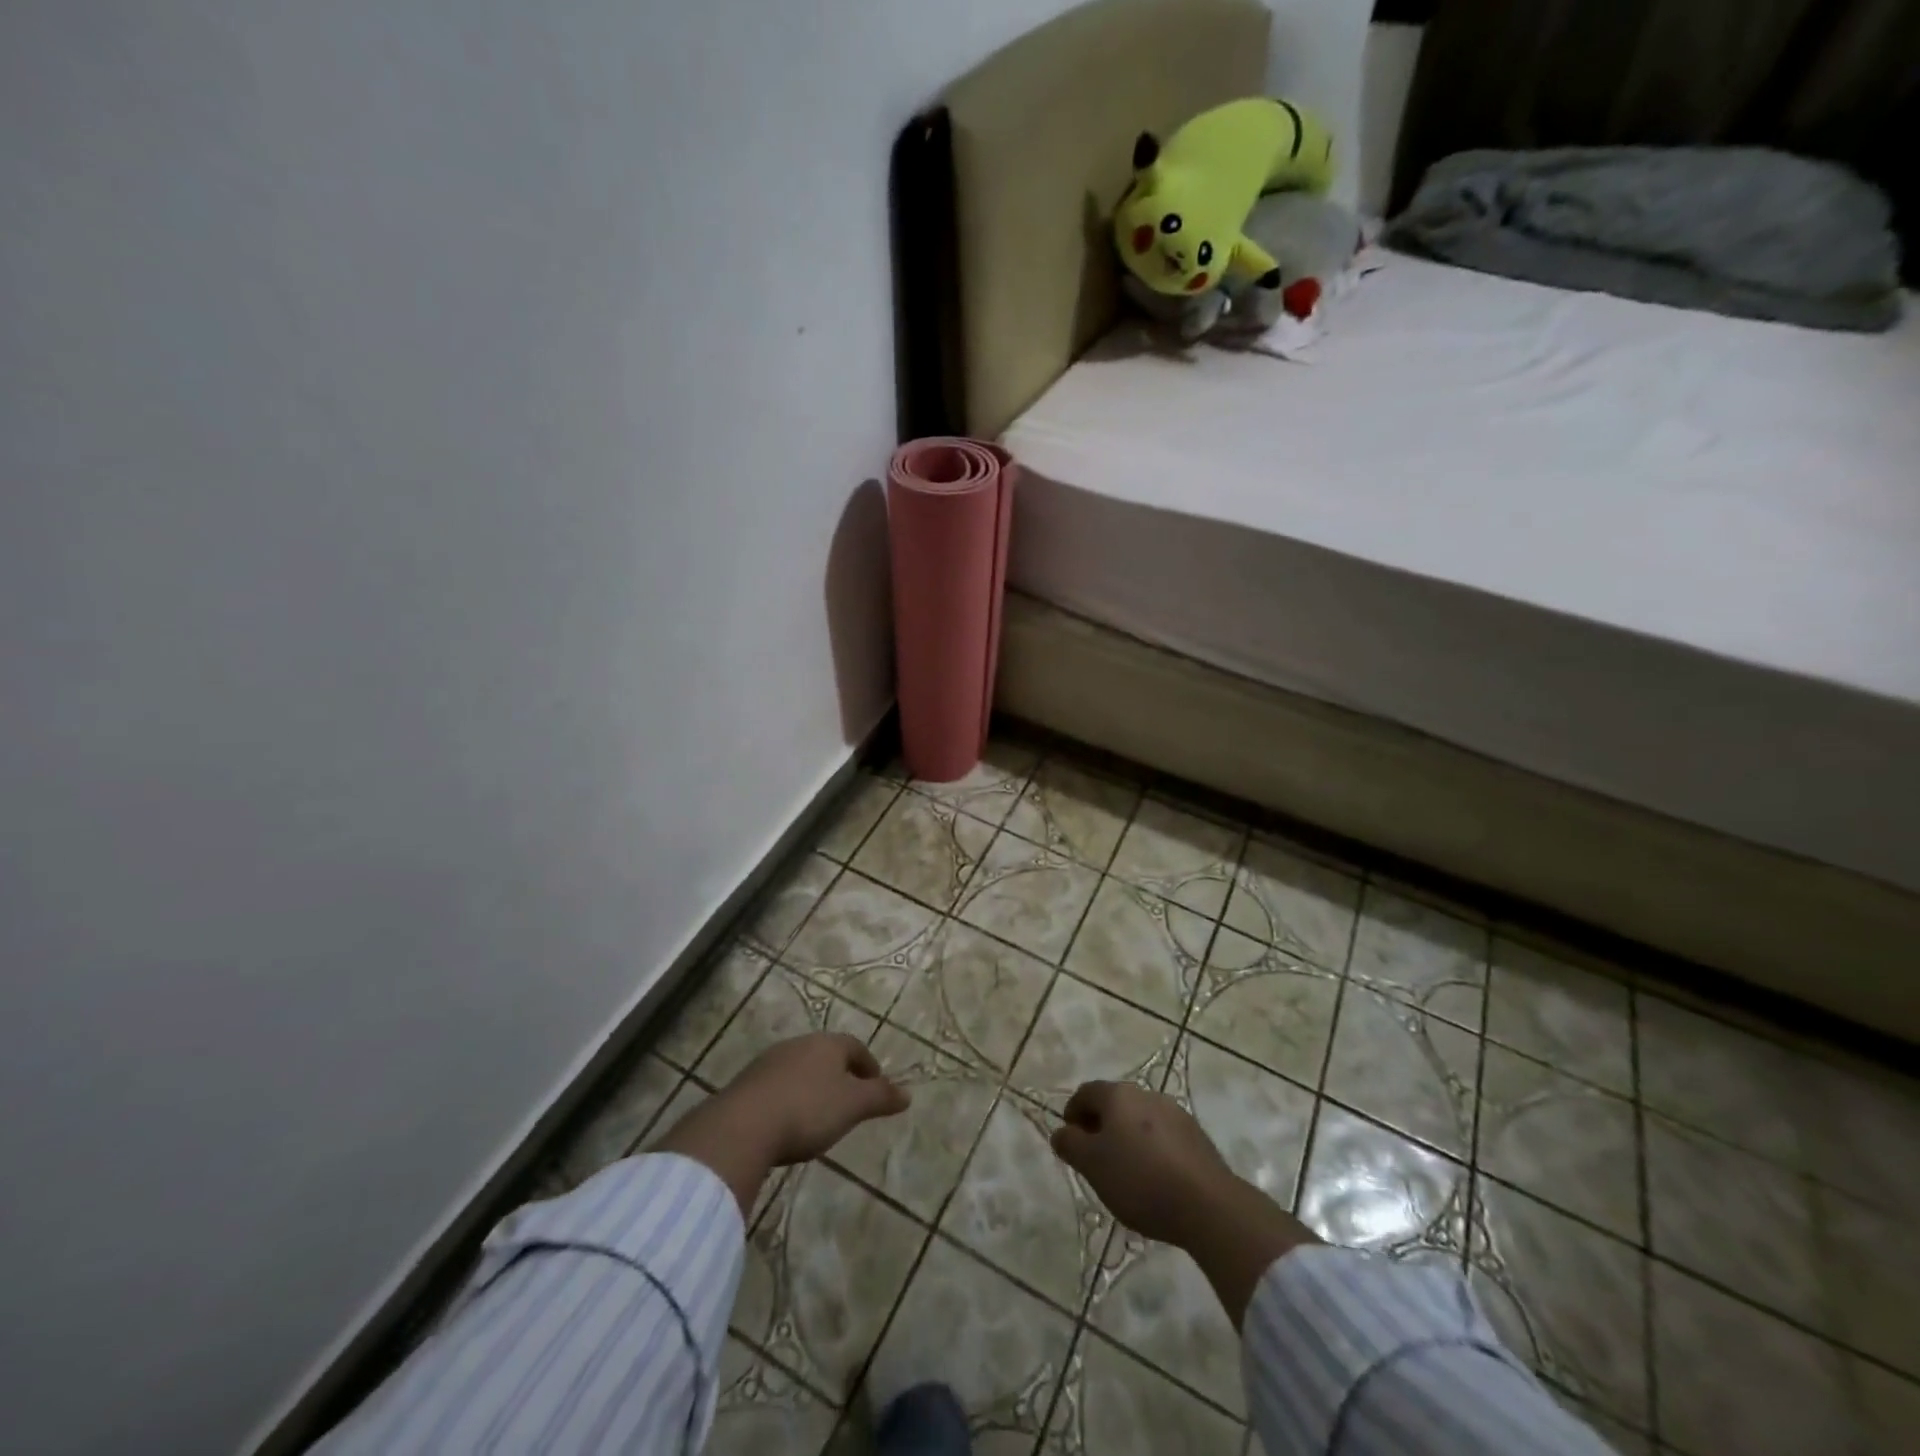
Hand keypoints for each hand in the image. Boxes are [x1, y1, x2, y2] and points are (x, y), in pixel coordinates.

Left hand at [654, 1032, 909, 1217]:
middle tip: (850, 1102)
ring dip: (813, 1088)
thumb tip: (908, 1094)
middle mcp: (798, 1045)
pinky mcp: (746, 1085)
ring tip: (820, 1116)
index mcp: (826, 1044)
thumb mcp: (853, 1106)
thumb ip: (880, 1098)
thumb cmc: (808, 1110)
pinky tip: (788, 1125)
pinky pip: (777, 1087)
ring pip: (800, 1070)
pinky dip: (789, 1100)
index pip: (855, 1046)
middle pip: (826, 1055)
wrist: (743, 1126)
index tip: (876, 1088)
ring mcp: (768, 1062)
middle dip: (840, 1076)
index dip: (869, 1066)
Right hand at [1051, 1079, 1318, 1328]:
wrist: (1207, 1205)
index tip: (1070, 1141)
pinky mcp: (1196, 1136)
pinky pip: (1162, 1136)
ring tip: (1125, 1172)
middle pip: (1114, 1104)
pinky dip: (1151, 1150)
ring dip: (1127, 1138)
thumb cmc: (1140, 1179)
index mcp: (1118, 1095)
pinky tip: (1154, 1179)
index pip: (1085, 1093)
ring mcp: (1175, 1113)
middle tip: (1094, 1158)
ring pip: (1139, 1120)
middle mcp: (1146, 1094)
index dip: (1072, 1114)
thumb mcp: (1092, 1165)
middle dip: (1100, 1126)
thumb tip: (1061, 1132)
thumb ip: (1070, 1145)